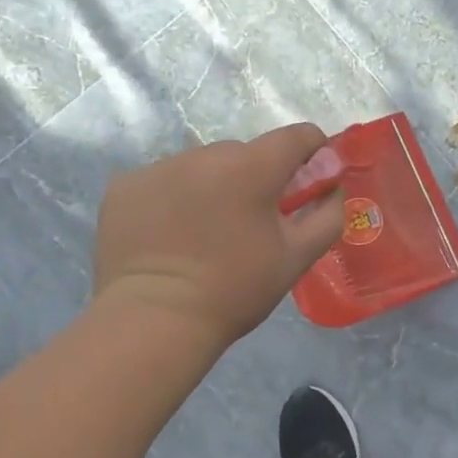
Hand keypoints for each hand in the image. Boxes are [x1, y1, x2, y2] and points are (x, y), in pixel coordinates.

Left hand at [92, 124, 345, 350]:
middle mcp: (205, 154)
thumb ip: (327, 215)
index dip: (311, 152)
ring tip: (204, 231)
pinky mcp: (124, 185)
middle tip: (250, 221)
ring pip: (202, 165)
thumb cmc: (235, 290)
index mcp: (252, 167)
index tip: (308, 178)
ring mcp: (160, 167)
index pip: (296, 136)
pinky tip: (169, 233)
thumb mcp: (296, 258)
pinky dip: (173, 197)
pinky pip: (164, 179)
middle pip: (245, 152)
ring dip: (212, 185)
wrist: (154, 321)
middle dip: (256, 177)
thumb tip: (333, 187)